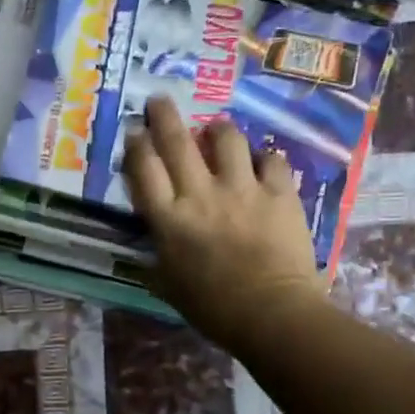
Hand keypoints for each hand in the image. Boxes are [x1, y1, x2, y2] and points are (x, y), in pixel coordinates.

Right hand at [123, 96, 326, 347]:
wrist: (272, 313)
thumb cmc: (213, 308)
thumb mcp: (168, 286)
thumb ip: (158, 258)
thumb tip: (152, 247)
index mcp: (169, 220)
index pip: (144, 170)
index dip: (137, 146)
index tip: (135, 132)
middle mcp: (201, 195)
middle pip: (177, 142)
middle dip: (164, 116)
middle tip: (159, 100)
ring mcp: (242, 190)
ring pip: (227, 139)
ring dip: (218, 130)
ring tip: (216, 130)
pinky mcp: (279, 193)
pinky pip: (272, 160)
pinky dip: (265, 159)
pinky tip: (263, 164)